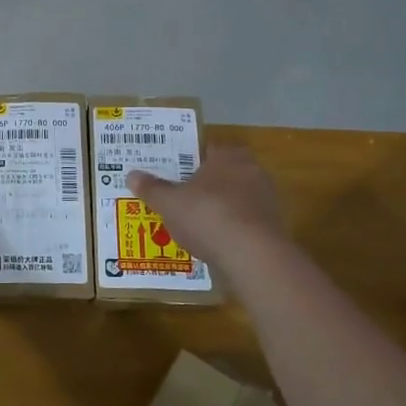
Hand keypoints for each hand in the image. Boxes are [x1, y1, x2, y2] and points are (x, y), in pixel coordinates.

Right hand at [129, 144, 284, 266]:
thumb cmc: (207, 216)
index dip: (189, 159)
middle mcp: (252, 171)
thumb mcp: (169, 202)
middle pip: (223, 174)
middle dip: (204, 185)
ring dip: (219, 209)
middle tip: (181, 198)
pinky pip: (245, 223)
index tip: (174, 171)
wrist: (253, 256)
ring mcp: (267, 200)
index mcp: (228, 156)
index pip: (208, 149)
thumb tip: (132, 175)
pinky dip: (231, 230)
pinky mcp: (274, 228)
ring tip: (194, 224)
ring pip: (236, 199)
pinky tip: (214, 243)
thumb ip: (151, 188)